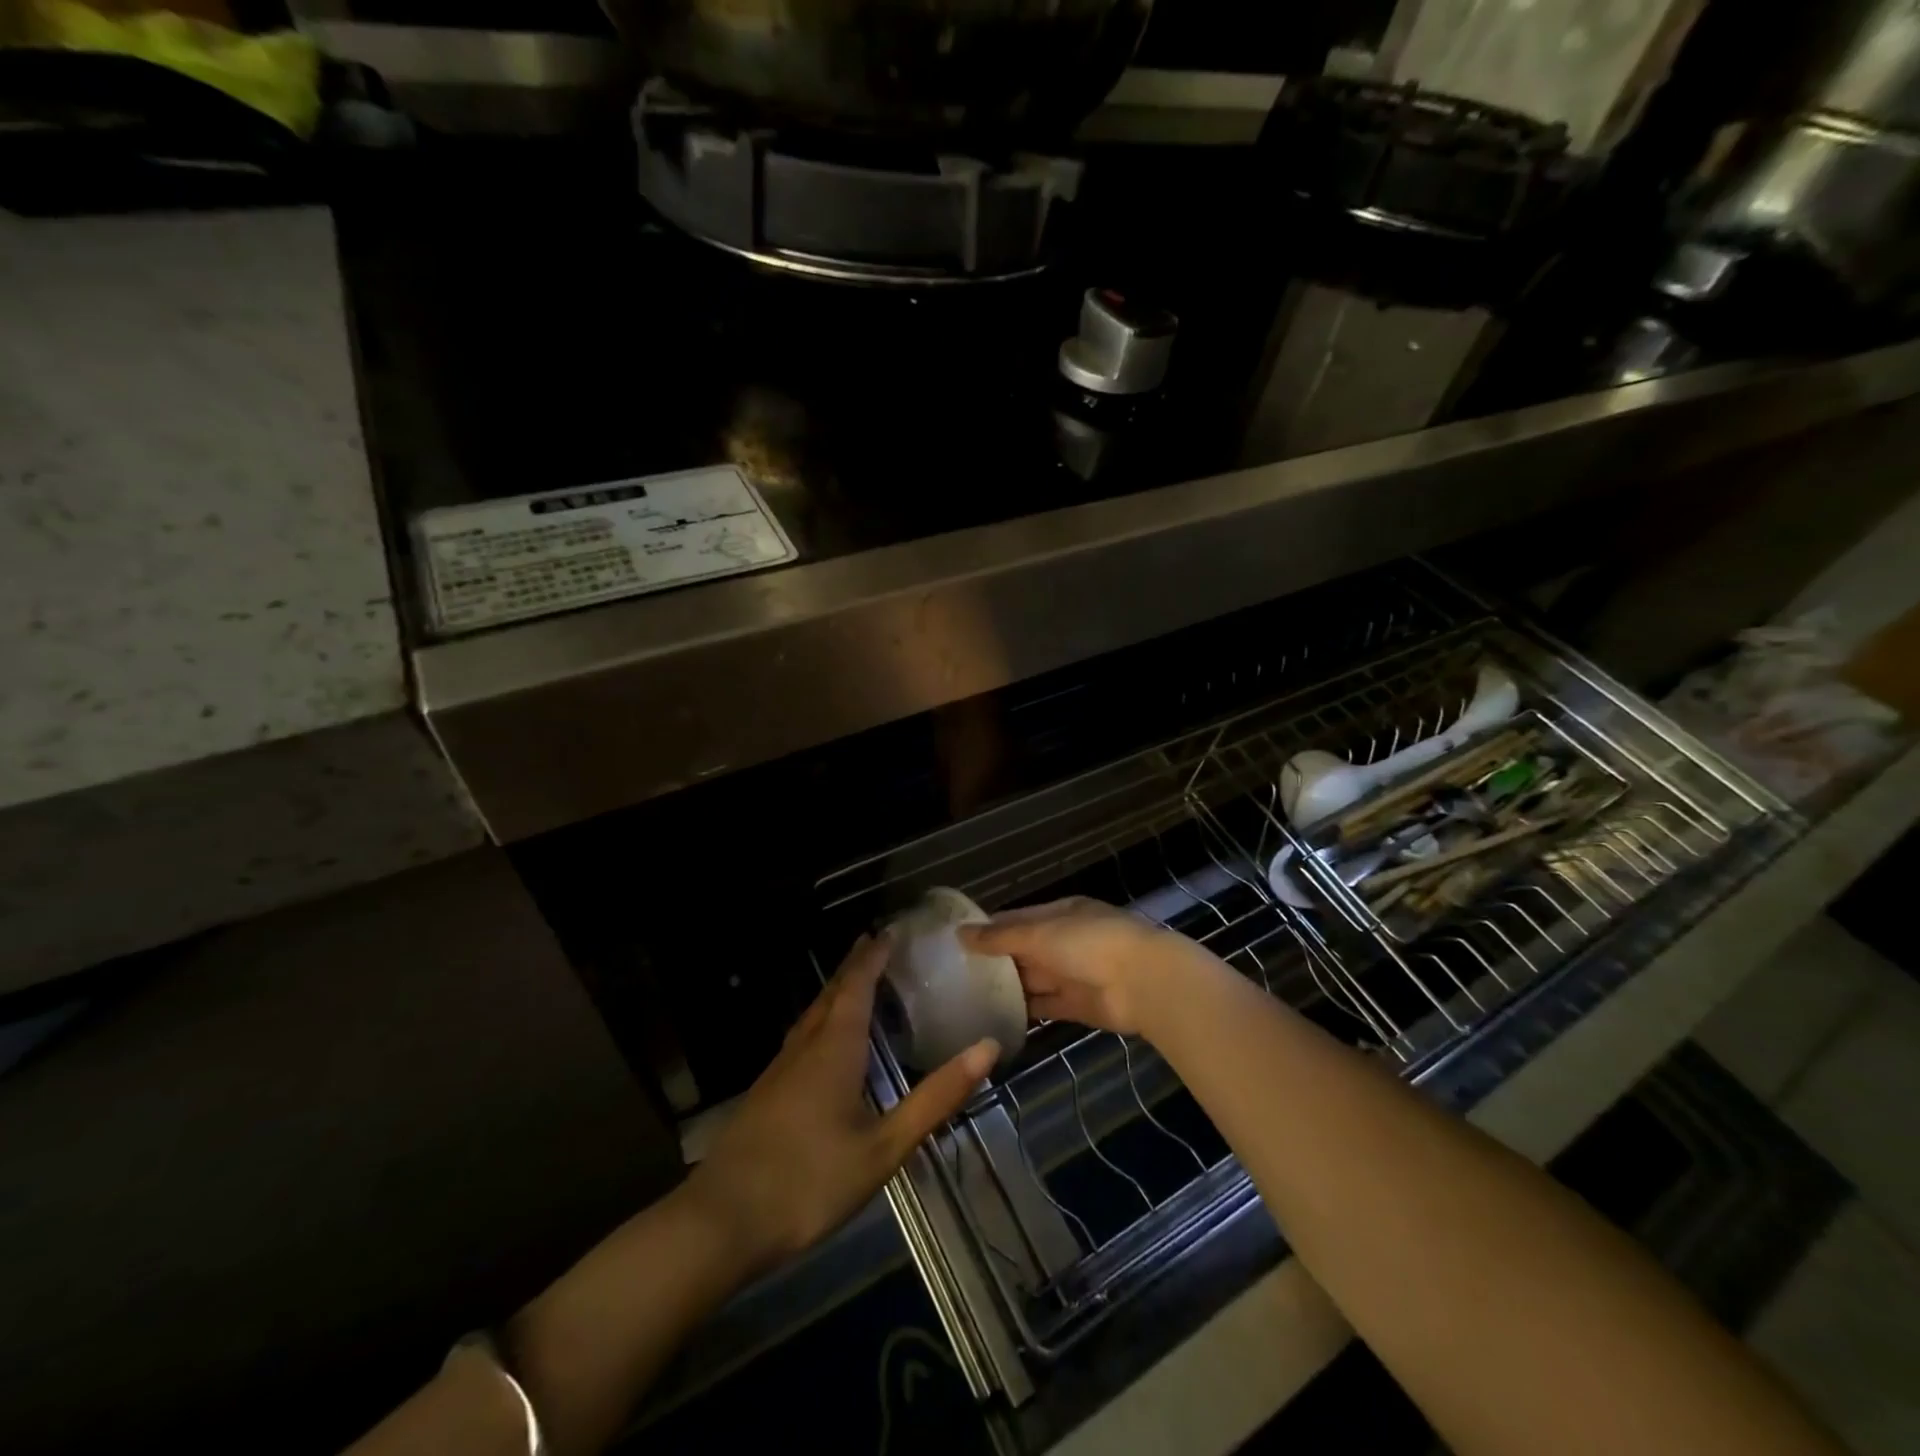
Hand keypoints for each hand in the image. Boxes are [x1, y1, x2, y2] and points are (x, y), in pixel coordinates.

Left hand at [686, 932, 996, 1273]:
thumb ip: (935, 1097)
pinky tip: (825, 1041)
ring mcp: (779, 1069)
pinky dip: (822, 1019)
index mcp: (834, 1047)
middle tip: (876, 943)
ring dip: (836, 991)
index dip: (873, 956)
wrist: (721, 1222)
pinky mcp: (766, 1092)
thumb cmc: (810, 1180)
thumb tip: (987, 1048)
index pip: (857, 986)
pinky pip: (801, 1036)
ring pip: (812, 1015)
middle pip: (831, 993)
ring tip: (856, 982)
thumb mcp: (884, 1146)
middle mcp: (805, 1046)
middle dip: (854, 966)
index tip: (889, 931)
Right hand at [961, 896, 1203, 1036]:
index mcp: (1061, 913)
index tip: (957, 940)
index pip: (1018, 918)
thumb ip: (1000, 937)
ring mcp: (1073, 974)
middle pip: (1024, 950)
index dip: (989, 928)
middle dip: (995, 960)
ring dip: (1008, 988)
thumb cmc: (1089, 943)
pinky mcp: (1078, 1005)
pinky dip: (1025, 1012)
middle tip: (954, 974)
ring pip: (1033, 979)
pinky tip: (996, 1018)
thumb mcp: (1040, 933)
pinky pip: (1045, 1006)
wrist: (1144, 983)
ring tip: (967, 998)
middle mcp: (1066, 941)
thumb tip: (960, 933)